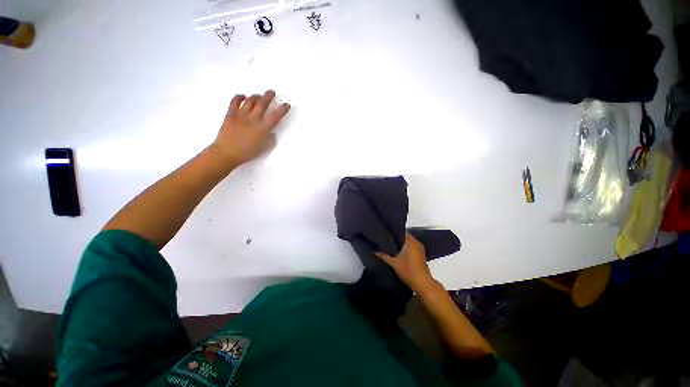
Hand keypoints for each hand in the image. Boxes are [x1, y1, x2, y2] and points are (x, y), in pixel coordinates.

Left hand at [212, 90, 290, 164]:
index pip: (275, 116)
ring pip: (250, 100)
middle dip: (269, 96)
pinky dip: (239, 97)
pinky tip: (243, 96)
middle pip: (262, 103)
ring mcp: (241, 115)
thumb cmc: (248, 153)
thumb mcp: (264, 148)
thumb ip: (270, 139)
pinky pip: (235, 101)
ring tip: (259, 95)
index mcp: (263, 129)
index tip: (286, 105)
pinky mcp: (230, 114)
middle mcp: (253, 119)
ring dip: (256, 96)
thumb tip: (271, 132)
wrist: (227, 152)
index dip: (282, 109)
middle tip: (272, 92)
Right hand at [375, 232, 436, 292]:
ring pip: (408, 242)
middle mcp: (416, 242)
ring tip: (389, 244)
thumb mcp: (393, 263)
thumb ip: (383, 255)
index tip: (385, 231)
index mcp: (411, 241)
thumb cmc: (408, 271)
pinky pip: (411, 247)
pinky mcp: (421, 255)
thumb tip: (373, 250)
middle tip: (385, 238)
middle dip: (395, 237)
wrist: (423, 284)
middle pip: (404, 236)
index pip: (401, 231)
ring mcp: (420, 249)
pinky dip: (404, 248)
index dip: (393, 231)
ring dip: (400, 243)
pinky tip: (397, 251)